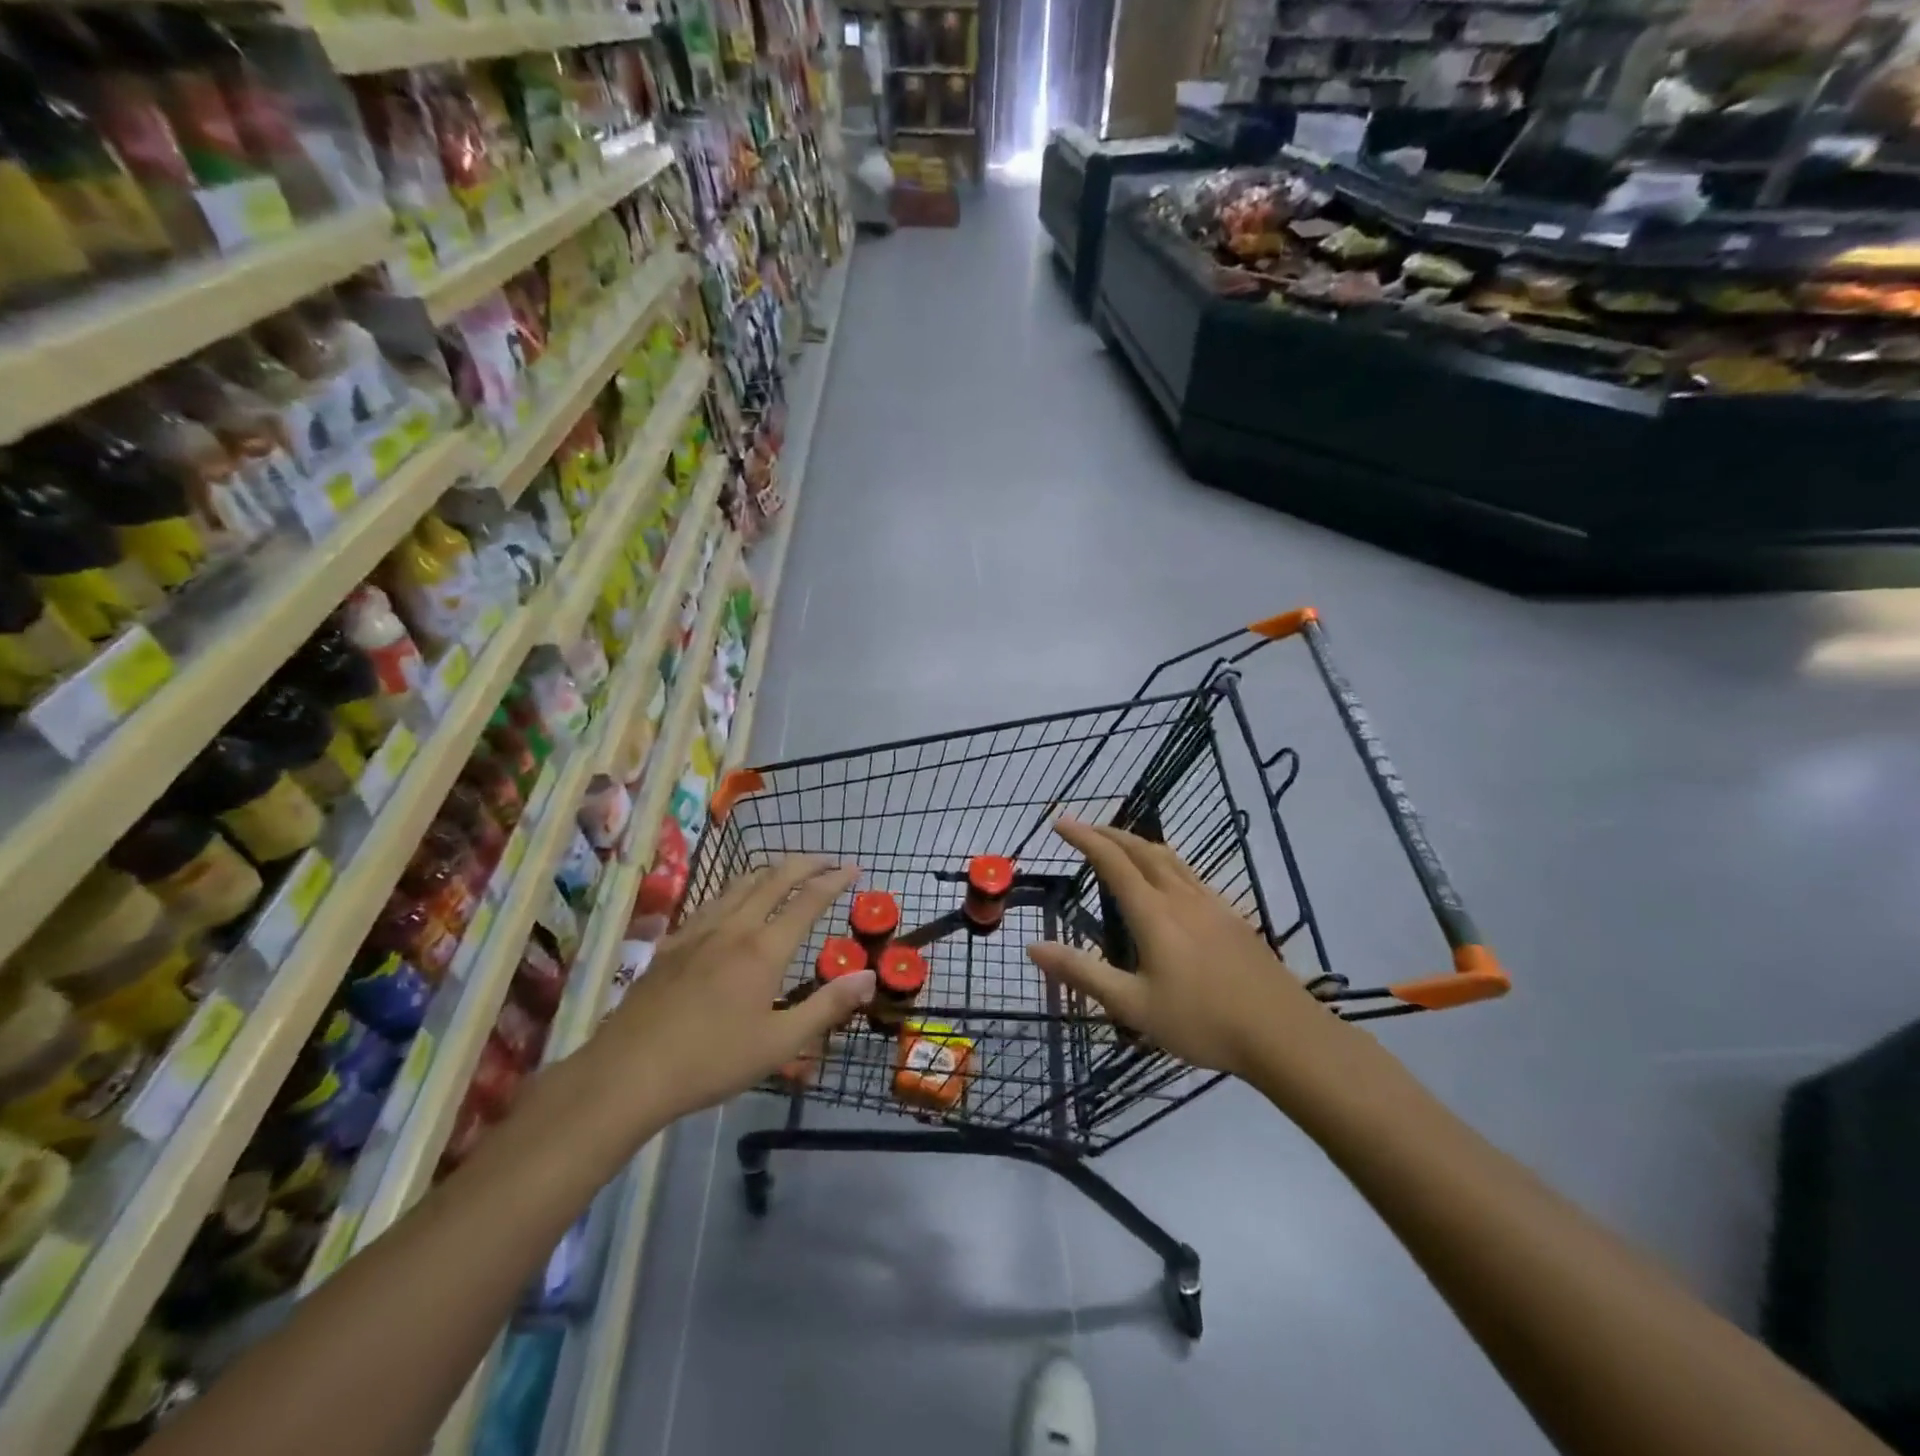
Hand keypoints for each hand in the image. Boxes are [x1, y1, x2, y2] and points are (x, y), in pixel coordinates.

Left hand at [595, 856, 875, 1124]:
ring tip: (785, 871)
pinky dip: (735, 889)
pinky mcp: (672, 943)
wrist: (628, 1072)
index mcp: (764, 949)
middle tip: (827, 860)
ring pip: (739, 883)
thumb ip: (828, 1006)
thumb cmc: (712, 1061)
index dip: (834, 880)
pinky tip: (732, 903)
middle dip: (805, 863)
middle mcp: (734, 927)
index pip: (808, 900)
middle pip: (774, 878)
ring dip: (770, 870)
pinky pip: (712, 901)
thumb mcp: (780, 1043)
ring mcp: (698, 931)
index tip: (853, 869)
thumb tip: (870, 976)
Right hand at [1026, 819, 1344, 1084]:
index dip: (1084, 838)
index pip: (1112, 861)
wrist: (1282, 1034)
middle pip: (1141, 850)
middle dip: (1109, 833)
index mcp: (1153, 913)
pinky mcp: (1232, 916)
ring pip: (1169, 858)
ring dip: (1138, 843)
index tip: (1061, 822)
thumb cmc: (1202, 1022)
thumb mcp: (1132, 1006)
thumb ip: (1082, 973)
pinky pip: (1189, 873)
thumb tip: (1033, 946)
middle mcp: (1181, 897)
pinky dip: (1165, 861)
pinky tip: (1169, 880)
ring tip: (1120, 843)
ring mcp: (1211, 903)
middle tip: (1084, 828)